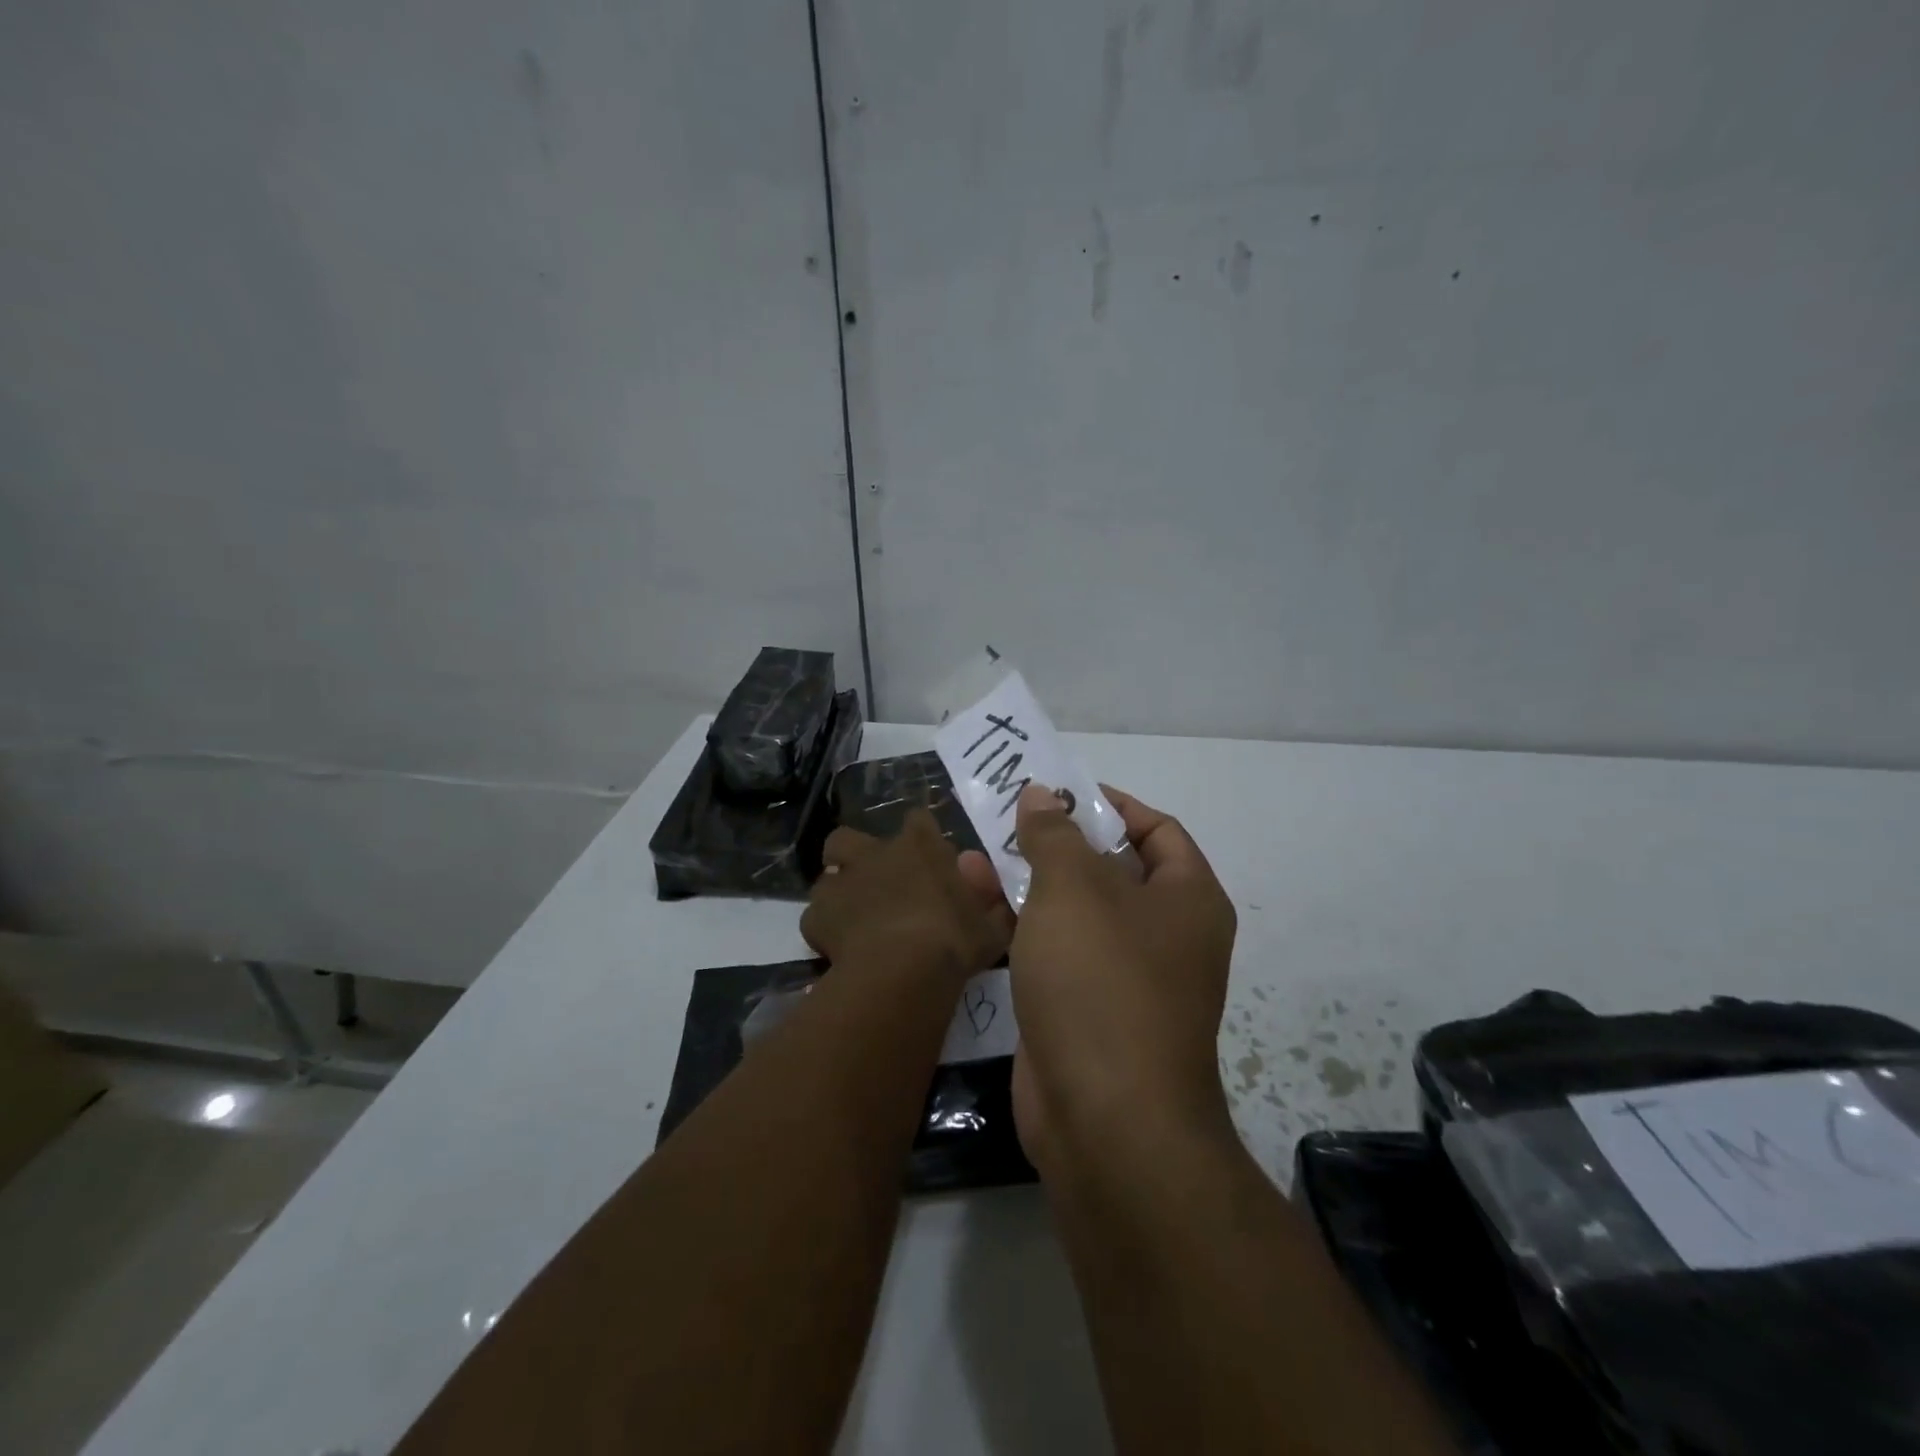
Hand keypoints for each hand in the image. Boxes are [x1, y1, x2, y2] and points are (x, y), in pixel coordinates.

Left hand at [801, 810, 1012, 979]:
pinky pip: (815, 917)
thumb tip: (991, 899)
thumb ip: (991, 907)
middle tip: (871, 881)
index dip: (920, 835)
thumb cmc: (954, 941)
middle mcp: (875, 853)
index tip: (926, 856)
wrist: (903, 971)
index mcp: (920, 845)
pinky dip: (825, 928)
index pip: (918, 820)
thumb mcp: (991, 927)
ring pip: (826, 875)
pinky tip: (839, 947)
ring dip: (837, 891)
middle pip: (849, 837)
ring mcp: (841, 882)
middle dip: (855, 854)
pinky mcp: (816, 916)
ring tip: (852, 917)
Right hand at [1008, 783, 1237, 1172]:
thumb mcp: (1075, 889)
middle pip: (1107, 867)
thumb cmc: (1102, 981)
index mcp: (1186, 898)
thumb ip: (1054, 835)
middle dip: (1055, 841)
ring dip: (1026, 879)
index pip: (1157, 829)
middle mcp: (1162, 933)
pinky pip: (1050, 949)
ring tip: (972, 850)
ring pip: (1071, 909)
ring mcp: (1120, 975)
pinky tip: (972, 898)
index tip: (1058, 790)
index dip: (1110, 805)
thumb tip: (1042, 794)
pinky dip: (1017, 922)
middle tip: (1005, 816)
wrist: (1104, 1120)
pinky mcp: (1080, 1008)